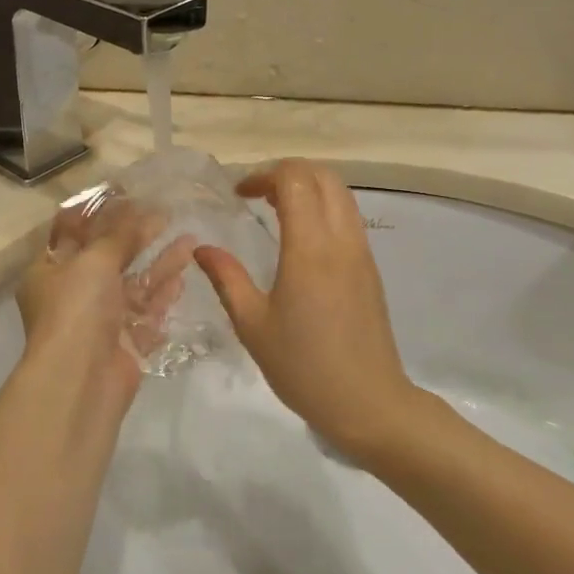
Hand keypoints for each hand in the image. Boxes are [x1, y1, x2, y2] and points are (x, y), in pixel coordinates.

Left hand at [16, 197, 194, 426]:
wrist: (81, 379)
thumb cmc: (77, 308)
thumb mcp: (95, 260)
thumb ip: (120, 234)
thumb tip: (142, 209)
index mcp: (49, 271)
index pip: (72, 233)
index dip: (99, 213)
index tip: (128, 194)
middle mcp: (72, 295)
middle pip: (108, 259)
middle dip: (137, 237)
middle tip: (166, 214)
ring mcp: (99, 321)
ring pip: (133, 285)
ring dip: (159, 264)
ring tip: (190, 240)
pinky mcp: (124, 343)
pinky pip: (146, 314)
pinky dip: (162, 296)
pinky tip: (183, 277)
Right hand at [194, 160, 417, 460]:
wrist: (367, 402)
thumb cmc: (302, 366)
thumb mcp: (252, 324)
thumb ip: (226, 278)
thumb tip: (202, 248)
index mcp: (309, 249)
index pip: (295, 180)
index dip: (264, 175)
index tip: (239, 194)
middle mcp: (341, 240)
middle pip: (323, 176)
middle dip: (287, 172)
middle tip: (257, 194)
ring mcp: (361, 252)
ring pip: (341, 194)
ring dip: (309, 188)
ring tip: (276, 210)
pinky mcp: (370, 268)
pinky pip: (349, 217)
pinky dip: (324, 208)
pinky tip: (301, 237)